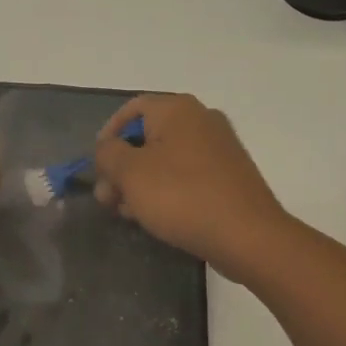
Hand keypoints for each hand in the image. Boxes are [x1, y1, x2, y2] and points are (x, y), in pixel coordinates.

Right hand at [92, 95, 287, 276]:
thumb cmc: (182, 196)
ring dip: (141, 182)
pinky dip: (167, 189)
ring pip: (166, 159)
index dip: (108, 135)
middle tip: (107, 198)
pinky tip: (155, 216)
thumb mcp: (130, 173)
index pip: (132, 109)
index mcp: (177, 109)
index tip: (97, 166)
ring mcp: (220, 147)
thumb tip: (108, 149)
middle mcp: (201, 119)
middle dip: (122, 166)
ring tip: (127, 213)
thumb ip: (108, 154)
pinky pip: (188, 175)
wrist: (248, 236)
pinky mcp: (230, 175)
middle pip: (148, 136)